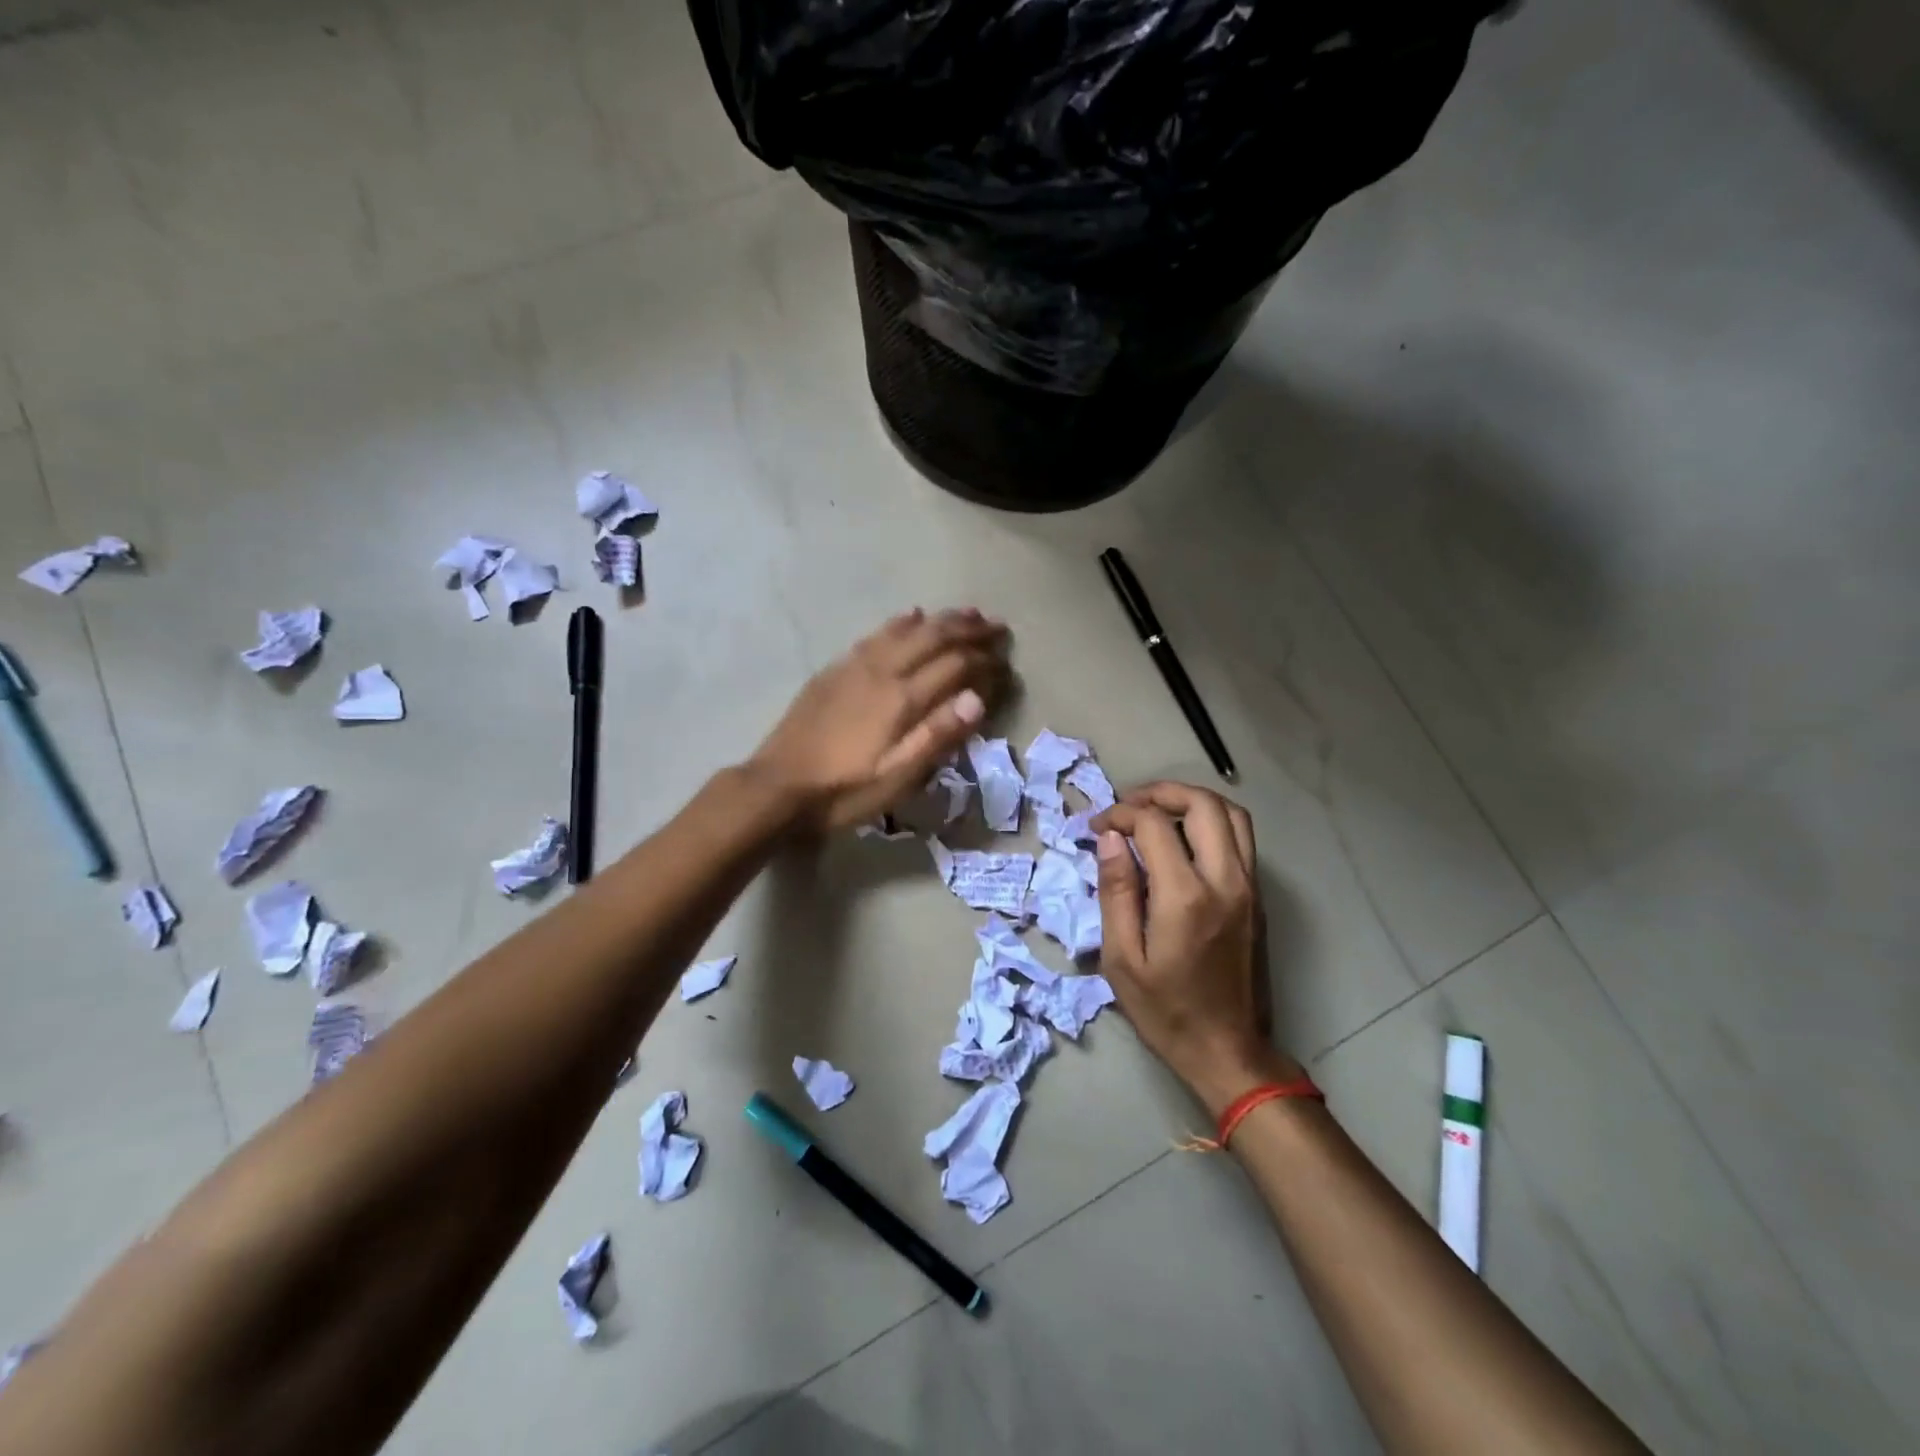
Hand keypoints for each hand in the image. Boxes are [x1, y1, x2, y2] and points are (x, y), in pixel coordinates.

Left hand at [749, 608, 1010, 832]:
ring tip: (966, 613)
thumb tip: (977, 698)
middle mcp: (882, 671)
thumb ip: (937, 736)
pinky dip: (901, 622)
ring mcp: (855, 666)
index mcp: (902, 699)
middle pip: (933, 638)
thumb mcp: (896, 778)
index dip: (985, 662)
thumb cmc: (843, 791)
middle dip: (969, 629)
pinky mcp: (836, 669)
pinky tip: (910, 615)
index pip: (955, 667)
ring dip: (940, 619)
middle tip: (998, 626)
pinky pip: (876, 634)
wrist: (777, 786)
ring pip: (906, 630)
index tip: (1007, 662)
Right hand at [1093, 782, 1299, 1116]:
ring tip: (1158, 812)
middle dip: (1160, 792)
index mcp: (1185, 896)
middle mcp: (1225, 881)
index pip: (1154, 824)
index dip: (1120, 814)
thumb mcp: (1121, 958)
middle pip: (1202, 804)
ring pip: (1232, 815)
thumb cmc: (1165, 1011)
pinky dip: (1211, 822)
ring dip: (1193, 801)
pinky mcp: (1257, 898)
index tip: (1097, 828)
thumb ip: (1116, 891)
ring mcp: (1249, 887)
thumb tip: (1110, 839)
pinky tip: (1182, 841)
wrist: (1229, 1051)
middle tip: (1128, 805)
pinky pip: (1241, 839)